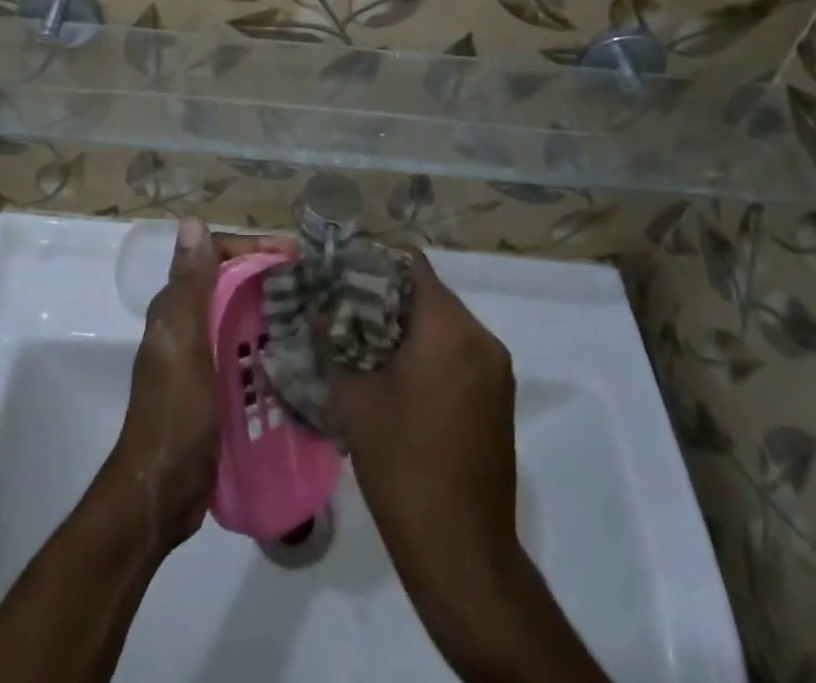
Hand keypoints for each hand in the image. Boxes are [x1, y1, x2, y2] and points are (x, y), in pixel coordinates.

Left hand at [102, 218, 296, 551]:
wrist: (161, 492)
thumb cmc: (174, 413)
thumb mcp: (184, 342)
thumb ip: (190, 284)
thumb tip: (190, 220)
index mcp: (177, 307)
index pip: (215, 255)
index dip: (252, 248)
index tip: (293, 255)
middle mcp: (188, 324)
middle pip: (232, 284)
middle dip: (269, 277)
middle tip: (313, 284)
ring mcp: (203, 357)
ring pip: (242, 317)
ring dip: (274, 311)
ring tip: (316, 315)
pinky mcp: (218, 387)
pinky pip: (249, 353)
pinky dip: (272, 346)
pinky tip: (302, 356)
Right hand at [330, 250, 521, 600]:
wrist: (461, 552)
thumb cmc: (403, 464)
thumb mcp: (355, 398)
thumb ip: (334, 343)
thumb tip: (317, 308)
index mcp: (450, 328)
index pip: (413, 266)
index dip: (375, 264)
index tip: (341, 274)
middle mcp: (482, 339)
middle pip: (430, 295)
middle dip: (387, 297)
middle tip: (343, 308)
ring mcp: (496, 372)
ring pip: (445, 326)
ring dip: (407, 327)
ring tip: (361, 340)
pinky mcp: (498, 400)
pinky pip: (459, 355)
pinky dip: (429, 353)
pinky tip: (394, 375)